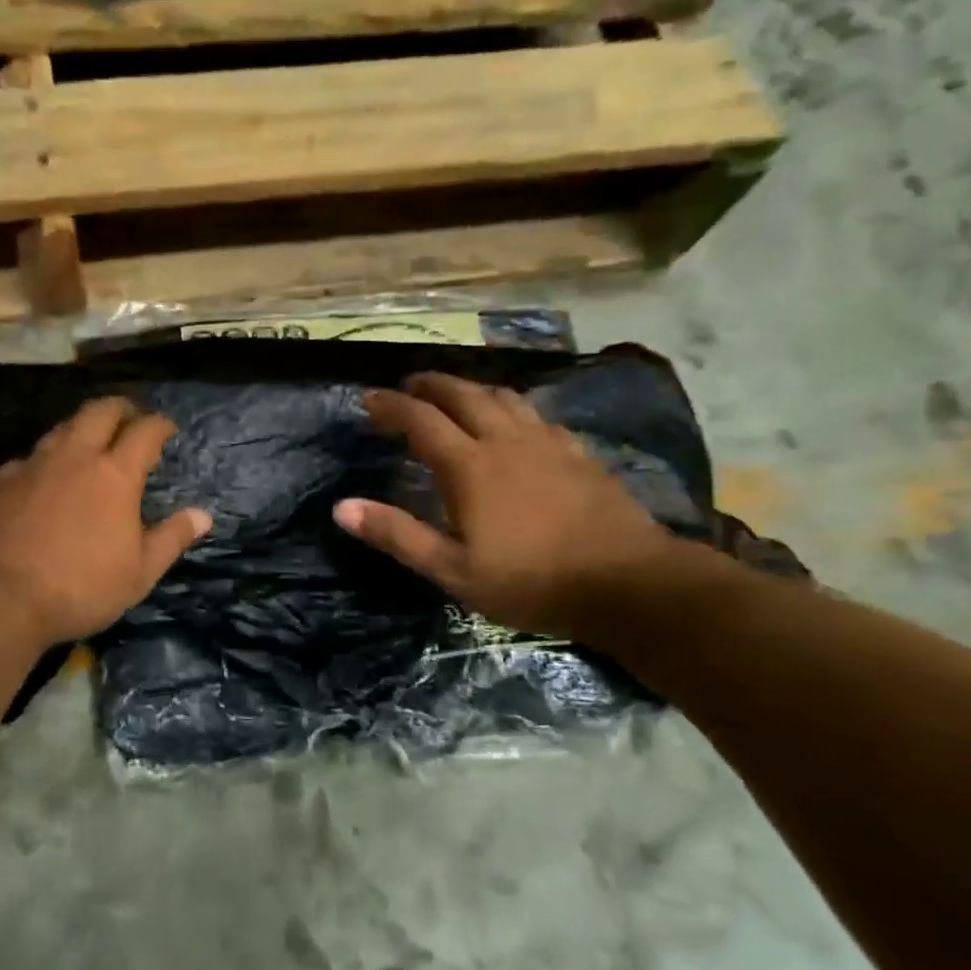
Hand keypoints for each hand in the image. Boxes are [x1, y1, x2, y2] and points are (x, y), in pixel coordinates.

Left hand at [0, 398, 211, 646]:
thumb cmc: (79, 588)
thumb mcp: (138, 574)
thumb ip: (171, 539)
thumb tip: (202, 515)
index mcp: (115, 476)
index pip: (144, 432)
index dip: (159, 424)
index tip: (167, 428)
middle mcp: (74, 458)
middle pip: (99, 412)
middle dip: (120, 408)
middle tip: (130, 417)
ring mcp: (32, 466)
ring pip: (61, 429)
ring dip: (81, 428)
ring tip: (88, 442)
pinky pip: (28, 457)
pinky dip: (45, 460)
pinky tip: (42, 478)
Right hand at [333, 374, 678, 638]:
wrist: (629, 583)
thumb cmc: (531, 581)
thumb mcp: (453, 570)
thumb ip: (397, 535)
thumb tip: (341, 508)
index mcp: (469, 466)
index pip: (420, 420)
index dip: (390, 405)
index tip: (368, 398)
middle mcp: (505, 441)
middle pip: (462, 395)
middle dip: (429, 386)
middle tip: (407, 387)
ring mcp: (547, 443)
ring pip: (502, 397)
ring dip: (470, 389)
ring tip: (454, 396)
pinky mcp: (577, 454)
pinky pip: (535, 415)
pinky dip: (510, 408)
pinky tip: (514, 424)